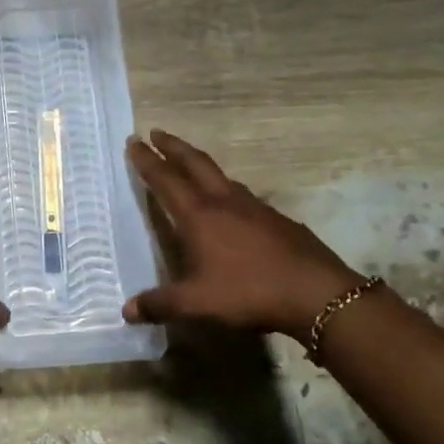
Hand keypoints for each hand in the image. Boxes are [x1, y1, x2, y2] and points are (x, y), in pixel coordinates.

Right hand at [123, 129, 361, 337]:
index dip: (147, 160)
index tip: (134, 140)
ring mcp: (255, 207)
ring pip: (222, 176)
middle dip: (174, 146)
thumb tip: (126, 310)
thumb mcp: (197, 303)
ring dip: (201, 165)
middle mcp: (225, 202)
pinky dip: (228, 190)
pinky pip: (244, 196)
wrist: (316, 293)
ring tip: (191, 167)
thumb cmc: (248, 292)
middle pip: (195, 163)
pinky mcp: (278, 219)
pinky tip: (232, 207)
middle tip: (157, 132)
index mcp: (199, 215)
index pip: (166, 179)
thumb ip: (159, 305)